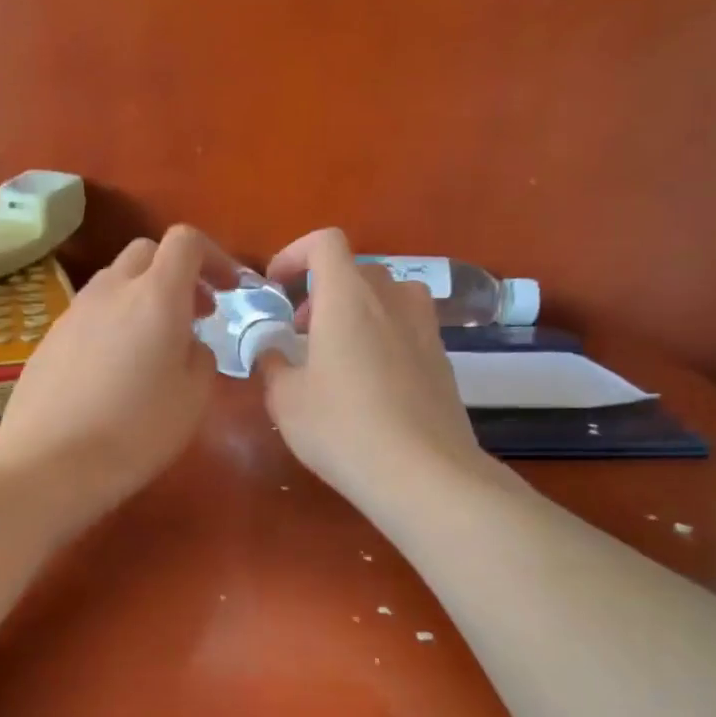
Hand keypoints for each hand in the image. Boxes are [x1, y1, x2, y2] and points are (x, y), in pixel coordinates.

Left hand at [0, 225, 213, 515]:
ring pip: (114, 283)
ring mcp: (73, 312)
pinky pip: (89, 315)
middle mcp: (111, 291)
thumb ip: (201, 356)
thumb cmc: (137, 431)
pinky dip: (112, 323)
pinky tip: (114, 371)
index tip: (229, 291)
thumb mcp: (194, 398)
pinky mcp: (48, 339)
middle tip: (195, 314)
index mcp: (155, 297)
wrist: (51, 465)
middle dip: (177, 273)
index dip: (214, 257)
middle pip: (146, 253)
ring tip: (154, 345)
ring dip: (142, 298)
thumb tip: (188, 344)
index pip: (185, 242)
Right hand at [260, 229, 488, 511]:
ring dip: (358, 310)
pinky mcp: (443, 359)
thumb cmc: (342, 428)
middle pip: (357, 270)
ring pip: (388, 296)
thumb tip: (272, 351)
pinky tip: (370, 384)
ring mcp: (425, 328)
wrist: (423, 473)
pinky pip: (408, 328)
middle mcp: (391, 300)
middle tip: (301, 331)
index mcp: (348, 297)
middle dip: (323, 290)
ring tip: (338, 352)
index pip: (325, 243)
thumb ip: (273, 364)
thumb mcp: (286, 400)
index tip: (276, 287)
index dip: (294, 254)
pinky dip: (384, 336)